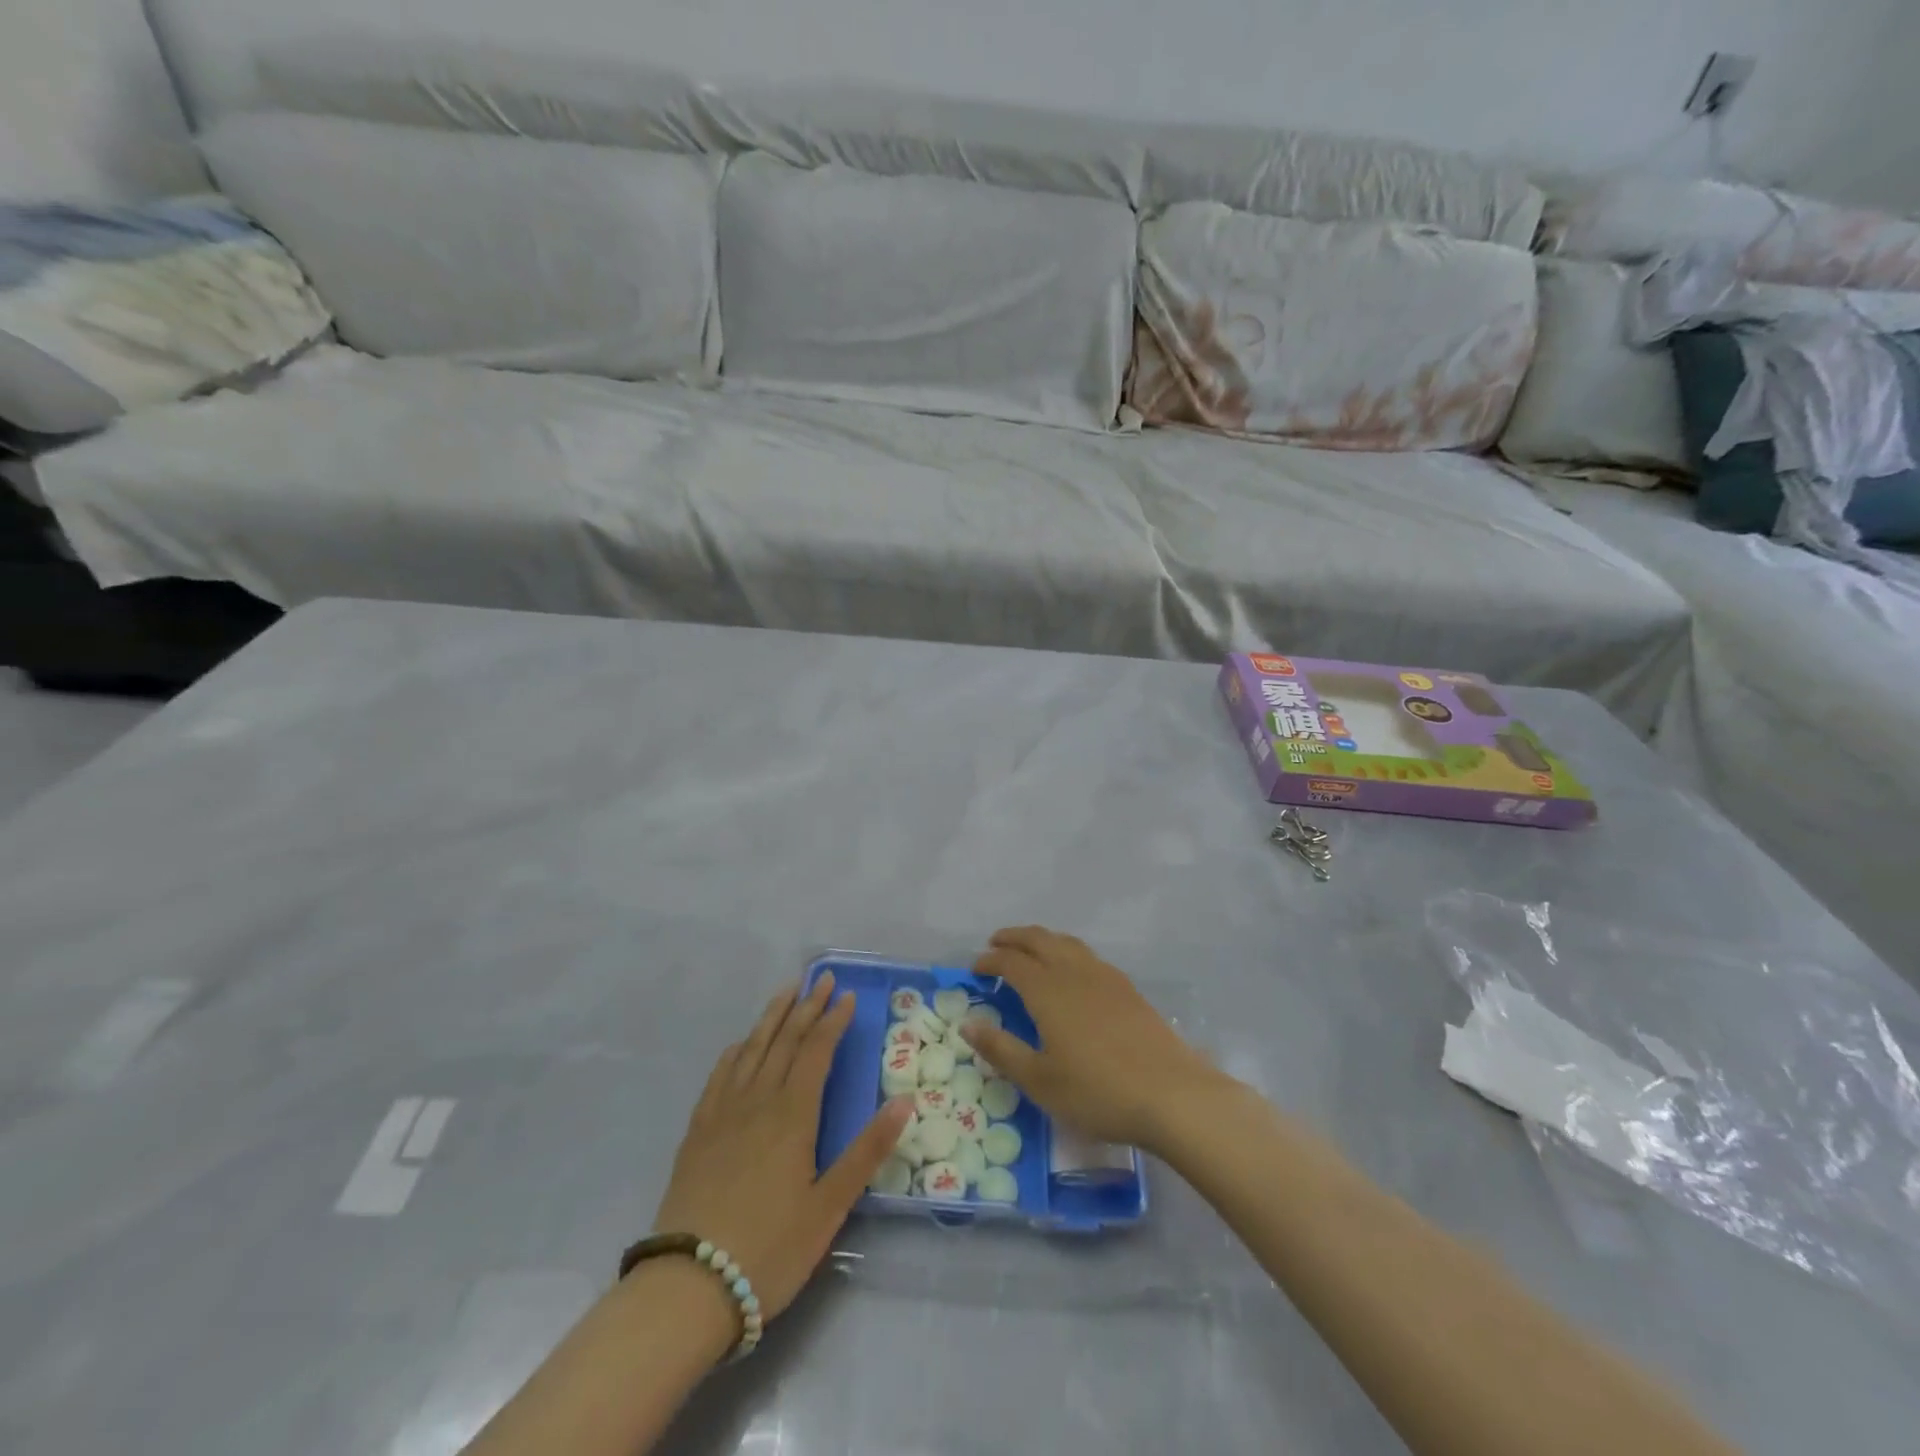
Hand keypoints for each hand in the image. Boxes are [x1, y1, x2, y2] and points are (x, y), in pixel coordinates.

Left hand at [653, 974, 912, 1329]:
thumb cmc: (770, 1248)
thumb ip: (867, 1151)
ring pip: (750, 1049)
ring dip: (771, 1017)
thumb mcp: (829, 1206)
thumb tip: (904, 1100)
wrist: (688, 1287)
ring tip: (786, 991)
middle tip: (821, 978)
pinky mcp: (697, 1133)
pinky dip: (735, 1052)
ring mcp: (722, 1114)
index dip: (833, 1021)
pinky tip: (740, 1045)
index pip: (816, 1052)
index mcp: (793, 1115)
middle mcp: (757, 1101)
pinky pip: (719, 1076)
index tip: (847, 995)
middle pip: (784, 1041)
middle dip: (806, 1007)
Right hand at [965, 926, 1225, 1152]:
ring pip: (1067, 943)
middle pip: (1039, 939)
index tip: (975, 967)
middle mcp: (1074, 972)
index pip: (1011, 962)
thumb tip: (967, 1024)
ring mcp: (1105, 977)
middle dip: (1014, 937)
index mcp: (1048, 990)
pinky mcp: (1128, 988)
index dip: (990, 960)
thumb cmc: (1098, 1092)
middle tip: (996, 943)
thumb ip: (1001, 1049)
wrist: (1172, 1095)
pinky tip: (1072, 973)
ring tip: (1031, 951)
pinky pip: (1088, 956)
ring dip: (1042, 940)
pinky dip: (1068, 952)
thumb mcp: (1040, 1081)